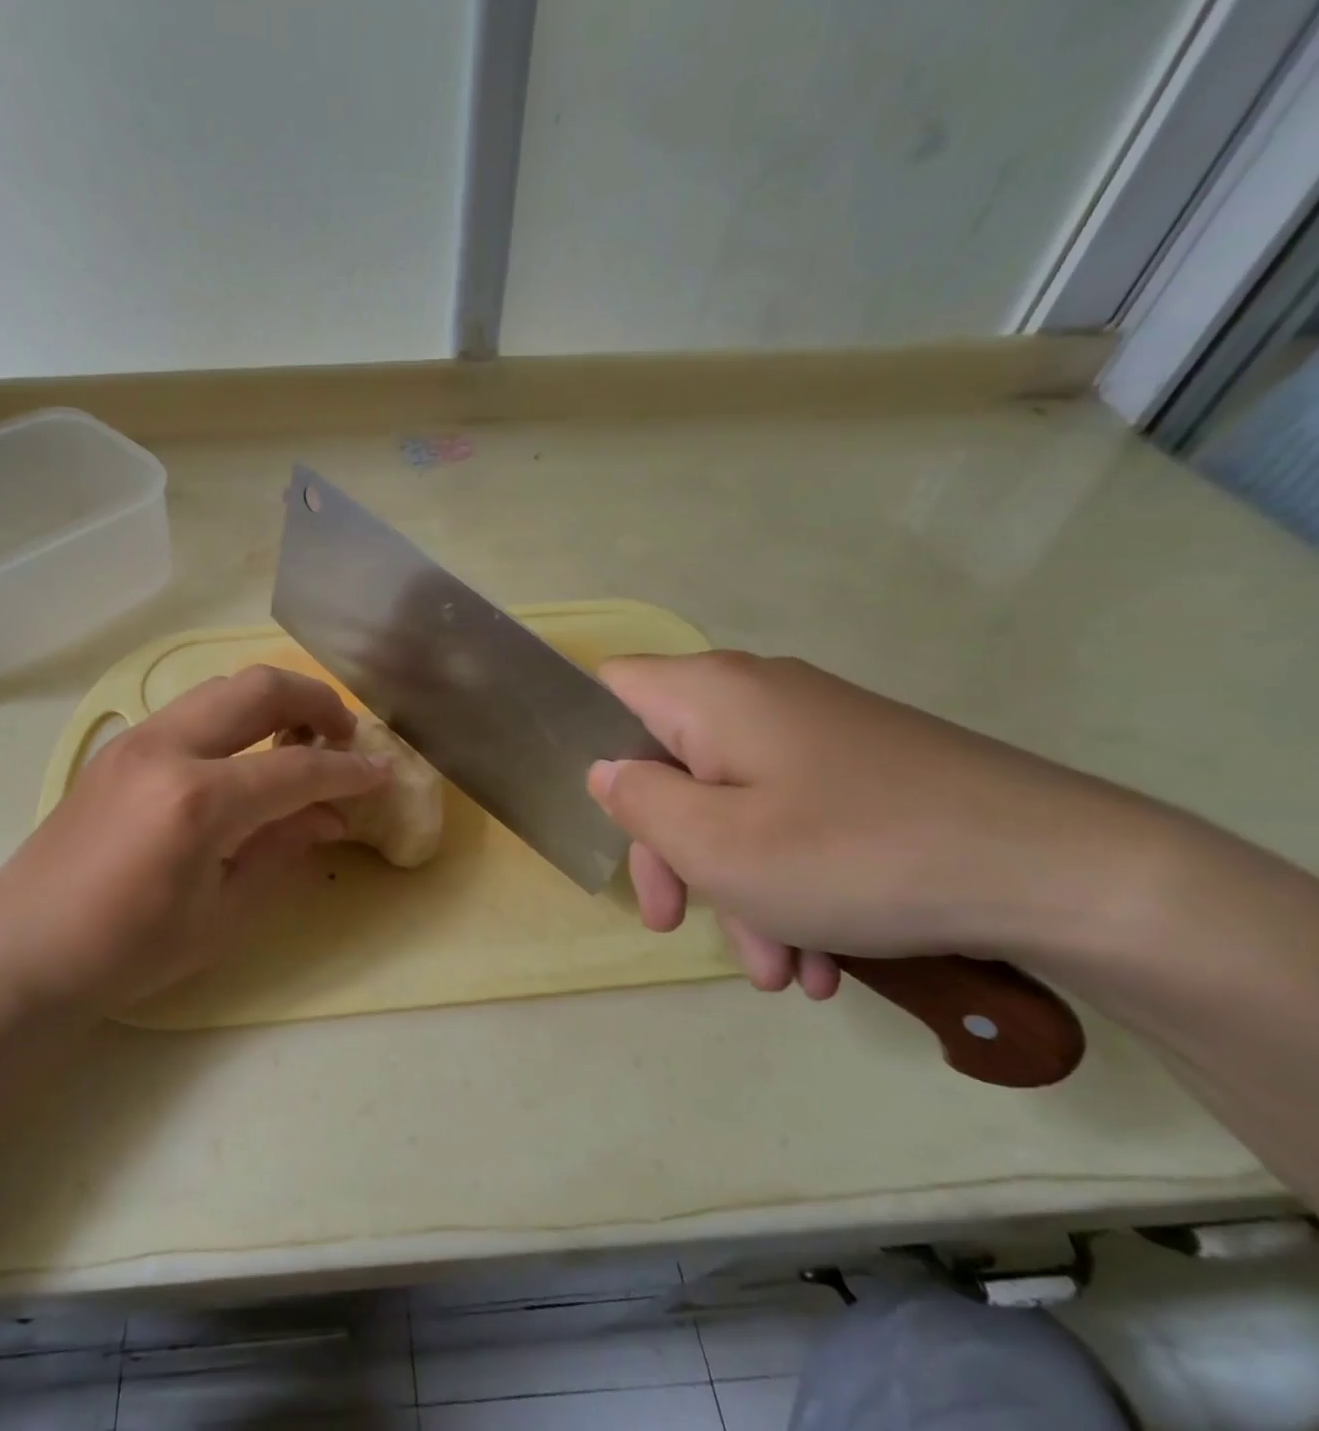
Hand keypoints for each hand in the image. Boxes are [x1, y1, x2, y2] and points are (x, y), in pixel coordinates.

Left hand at [0, 666, 389, 1011]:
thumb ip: (282, 850)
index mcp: (197, 801)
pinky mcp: (120, 746)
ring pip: (223, 686)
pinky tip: (246, 755)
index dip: (349, 770)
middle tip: (345, 734)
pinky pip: (194, 709)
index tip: (384, 772)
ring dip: (274, 701)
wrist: (21, 948)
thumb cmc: (126, 950)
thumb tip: (331, 816)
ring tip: (301, 739)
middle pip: (259, 688)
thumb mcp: (221, 913)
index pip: (296, 768)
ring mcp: (138, 739)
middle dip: (316, 701)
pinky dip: (236, 716)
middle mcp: (168, 749)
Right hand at [586, 652, 1165, 998]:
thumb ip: (638, 802)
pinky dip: (790, 881)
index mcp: (710, 694)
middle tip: (675, 922)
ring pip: (735, 803)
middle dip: (671, 852)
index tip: (611, 818)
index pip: (613, 687)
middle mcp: (757, 697)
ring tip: (781, 971)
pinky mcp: (863, 769)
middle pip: (671, 763)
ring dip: (738, 887)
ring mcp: (815, 732)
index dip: (592, 742)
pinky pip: (793, 817)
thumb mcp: (715, 845)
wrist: (1066, 872)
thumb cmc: (853, 854)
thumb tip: (607, 771)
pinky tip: (824, 957)